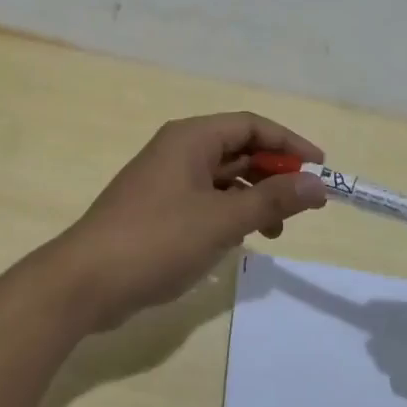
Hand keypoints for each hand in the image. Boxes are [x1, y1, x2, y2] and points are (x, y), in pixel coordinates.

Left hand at [50, 114, 327, 332]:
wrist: (85, 281)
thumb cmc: (157, 240)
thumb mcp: (222, 220)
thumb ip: (272, 200)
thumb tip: (318, 184)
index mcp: (191, 138)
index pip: (251, 125)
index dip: (289, 143)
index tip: (320, 168)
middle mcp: (178, 150)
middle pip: (238, 149)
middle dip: (274, 173)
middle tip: (305, 204)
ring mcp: (166, 180)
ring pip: (223, 177)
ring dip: (254, 197)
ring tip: (276, 231)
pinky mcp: (158, 208)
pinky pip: (205, 199)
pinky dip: (230, 213)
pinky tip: (241, 239)